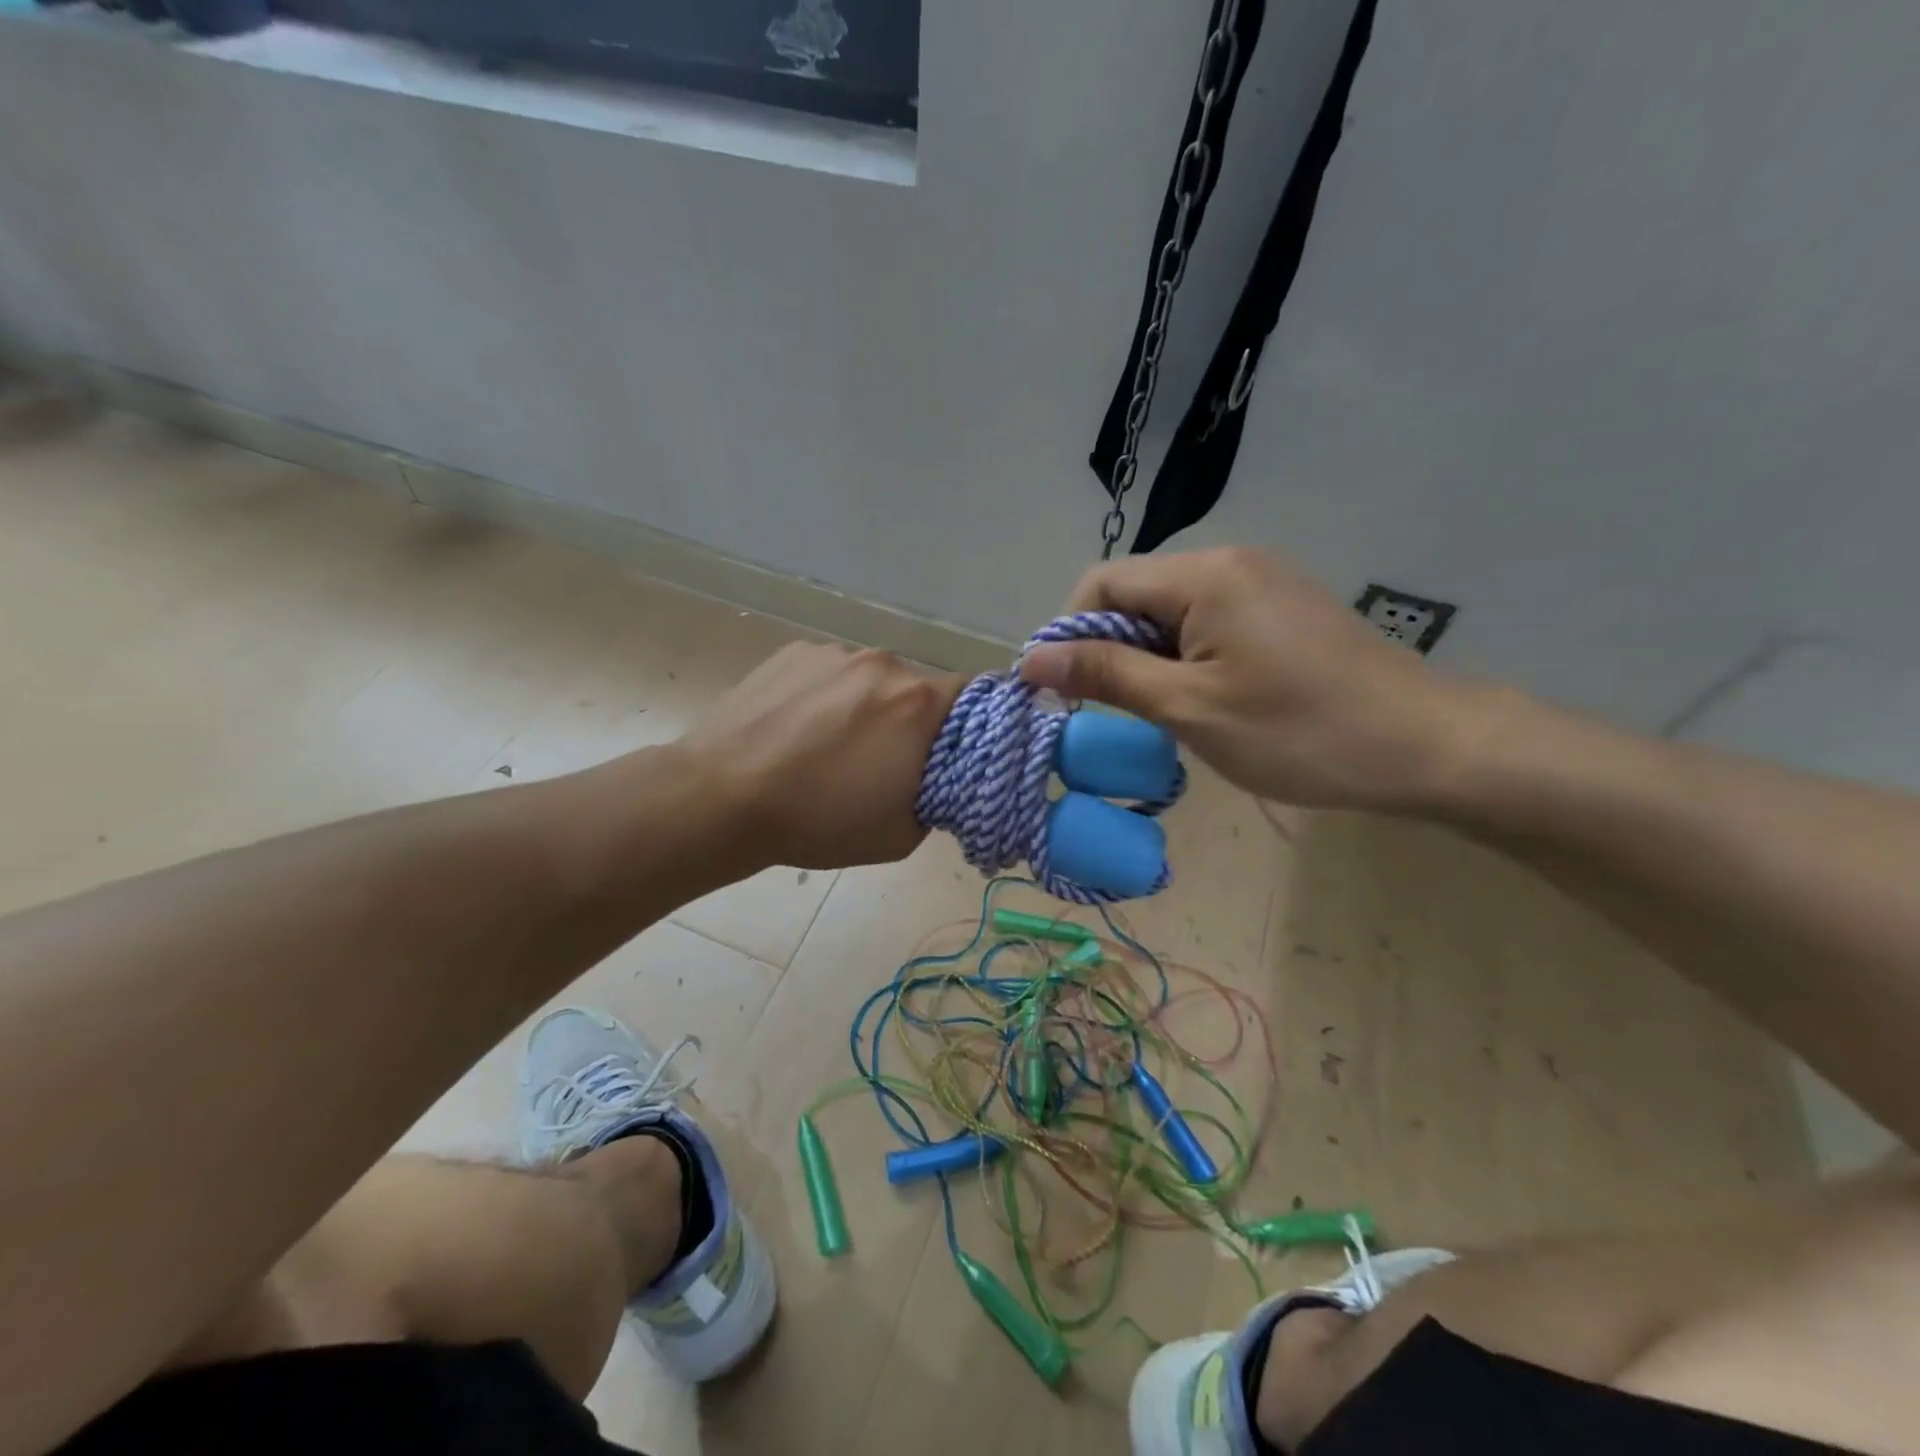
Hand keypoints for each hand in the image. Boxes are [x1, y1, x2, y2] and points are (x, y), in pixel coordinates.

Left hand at [684, 642, 964, 868]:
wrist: (721, 798)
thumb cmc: (818, 821)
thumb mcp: (901, 833)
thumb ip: (937, 797)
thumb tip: (937, 778)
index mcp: (919, 703)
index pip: (975, 696)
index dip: (970, 724)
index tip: (952, 752)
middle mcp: (884, 663)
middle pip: (918, 687)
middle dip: (912, 720)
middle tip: (885, 759)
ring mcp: (835, 653)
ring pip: (871, 679)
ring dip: (866, 706)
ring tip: (828, 745)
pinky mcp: (793, 652)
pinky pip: (829, 672)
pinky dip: (826, 695)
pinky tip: (796, 729)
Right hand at [1020, 549, 1495, 810]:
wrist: (1425, 746)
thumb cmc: (1299, 732)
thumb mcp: (1189, 709)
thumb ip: (1106, 676)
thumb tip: (1031, 659)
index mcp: (1203, 576)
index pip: (1101, 584)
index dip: (1069, 636)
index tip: (1067, 694)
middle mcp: (1230, 561)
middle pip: (1135, 594)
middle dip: (1111, 650)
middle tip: (1121, 713)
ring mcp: (1262, 581)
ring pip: (1170, 612)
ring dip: (1149, 658)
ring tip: (1167, 713)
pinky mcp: (1282, 607)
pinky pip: (1208, 621)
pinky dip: (1186, 657)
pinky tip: (1207, 699)